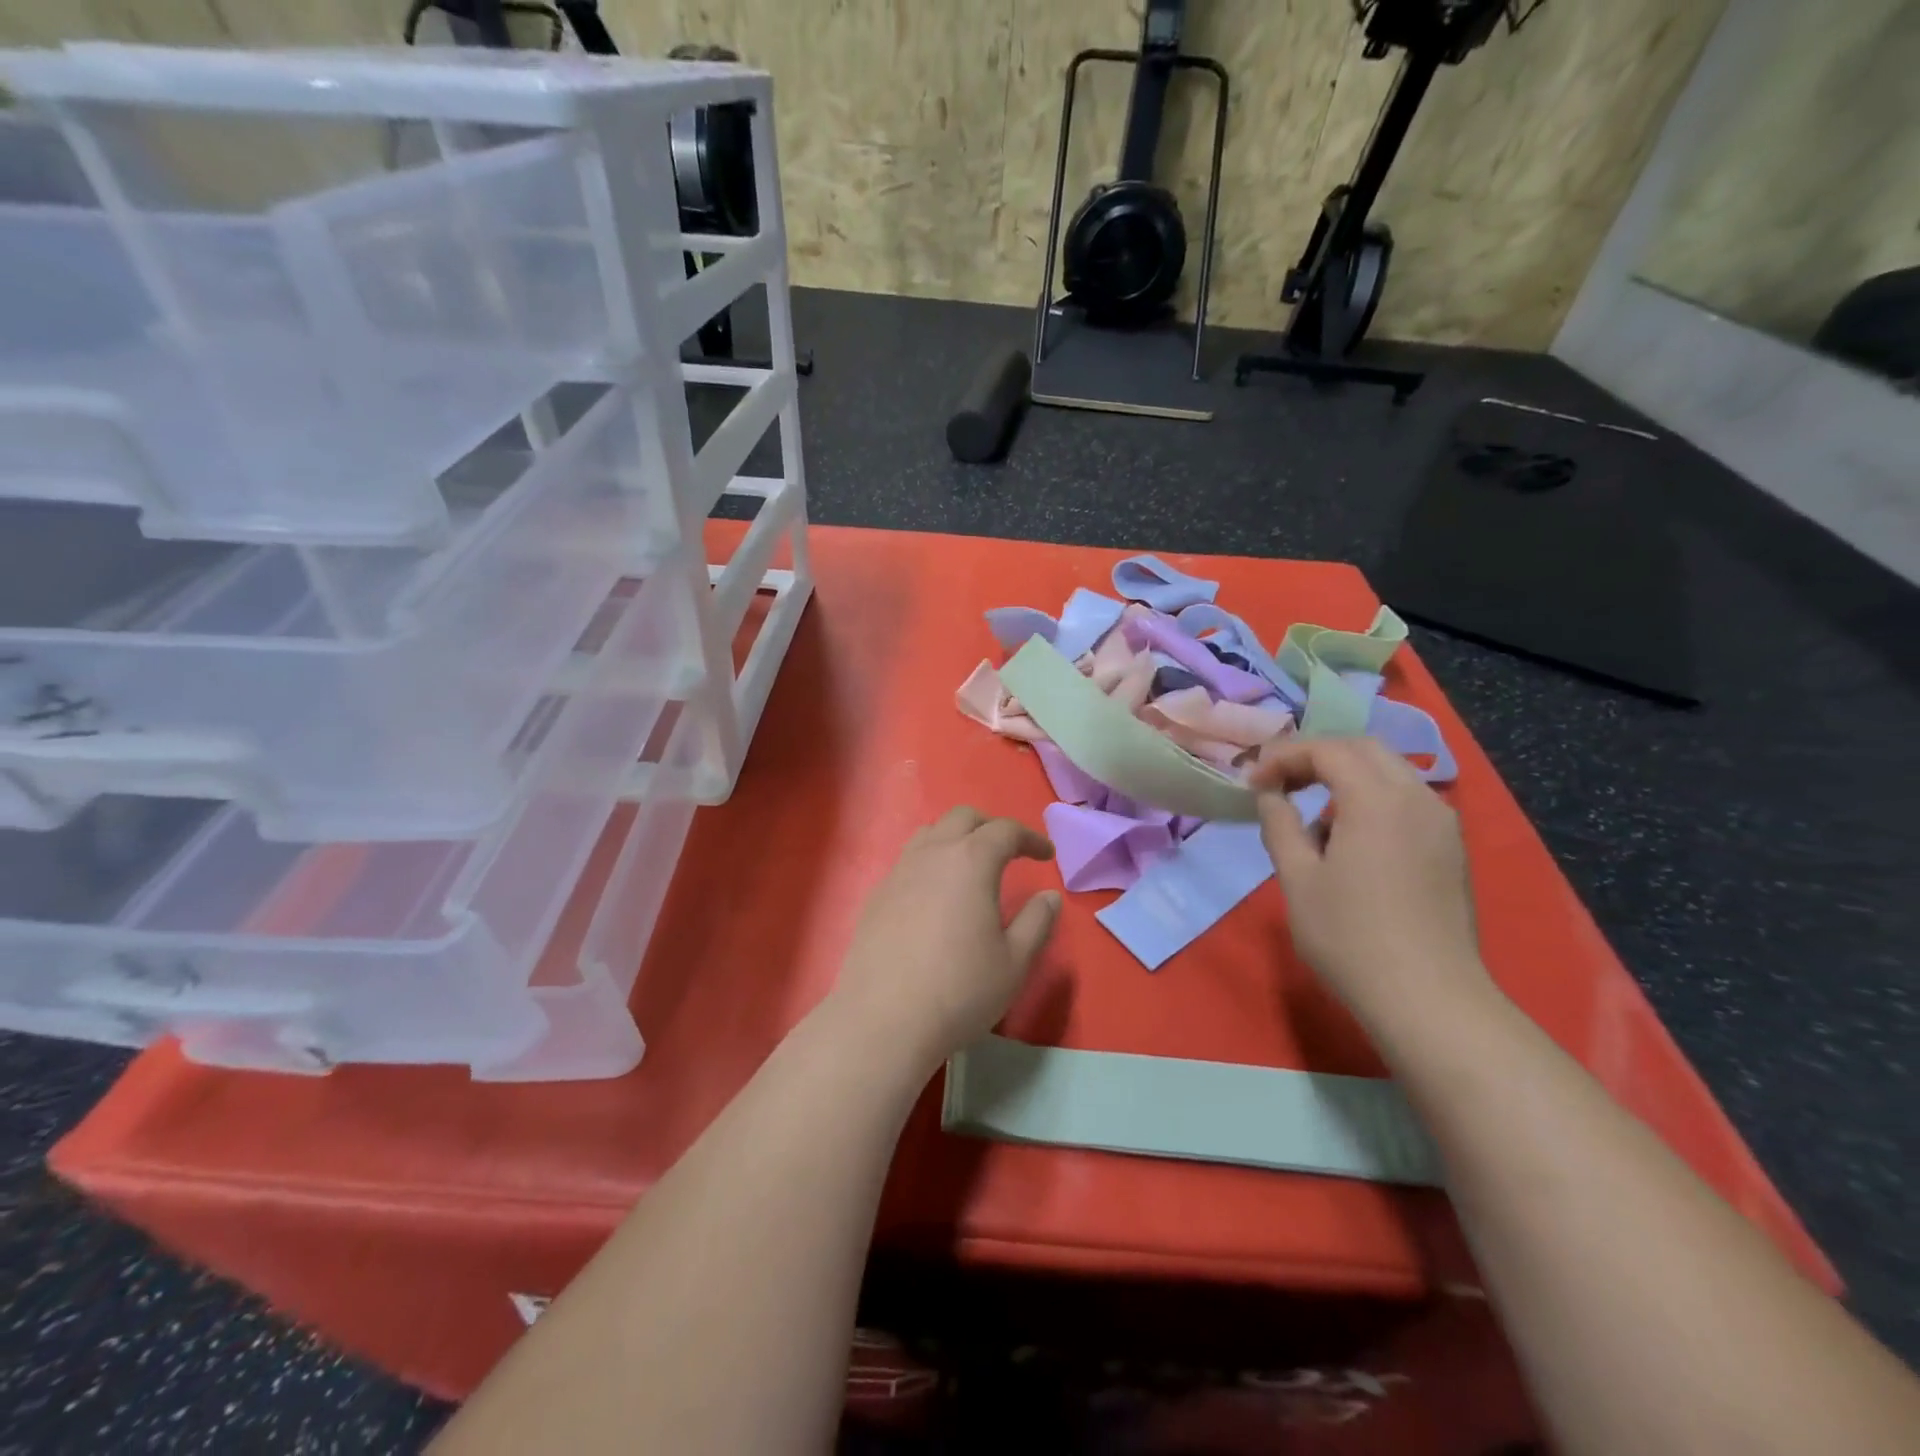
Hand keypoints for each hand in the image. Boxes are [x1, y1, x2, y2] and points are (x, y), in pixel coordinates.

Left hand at [830, 808, 1060, 1072]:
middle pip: (963, 818)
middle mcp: (932, 854)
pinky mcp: (876, 895)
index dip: (1030, 838)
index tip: (1046, 856)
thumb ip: (1037, 922)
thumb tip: (1049, 896)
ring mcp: (898, 872)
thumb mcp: (1015, 962)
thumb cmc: (960, 989)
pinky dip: (930, 862)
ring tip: (971, 866)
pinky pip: (908, 860)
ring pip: (930, 833)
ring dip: (956, 838)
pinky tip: (935, 896)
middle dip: (991, 827)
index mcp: (971, 861)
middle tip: (1010, 852)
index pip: (1005, 830)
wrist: (883, 1019)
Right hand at [1249, 738, 1490, 1033]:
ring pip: (1390, 771)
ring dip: (1345, 774)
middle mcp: (1417, 798)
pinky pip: (1407, 799)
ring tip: (1309, 806)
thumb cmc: (1350, 937)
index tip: (1252, 781)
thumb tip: (1270, 794)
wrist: (1428, 998)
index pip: (1327, 750)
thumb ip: (1280, 824)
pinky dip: (1371, 796)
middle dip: (1316, 755)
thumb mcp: (1297, 878)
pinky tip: (1349, 835)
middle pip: (1363, 748)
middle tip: (1278, 781)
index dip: (1283, 756)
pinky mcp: (1451, 848)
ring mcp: (1442, 822)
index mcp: (1377, 799)